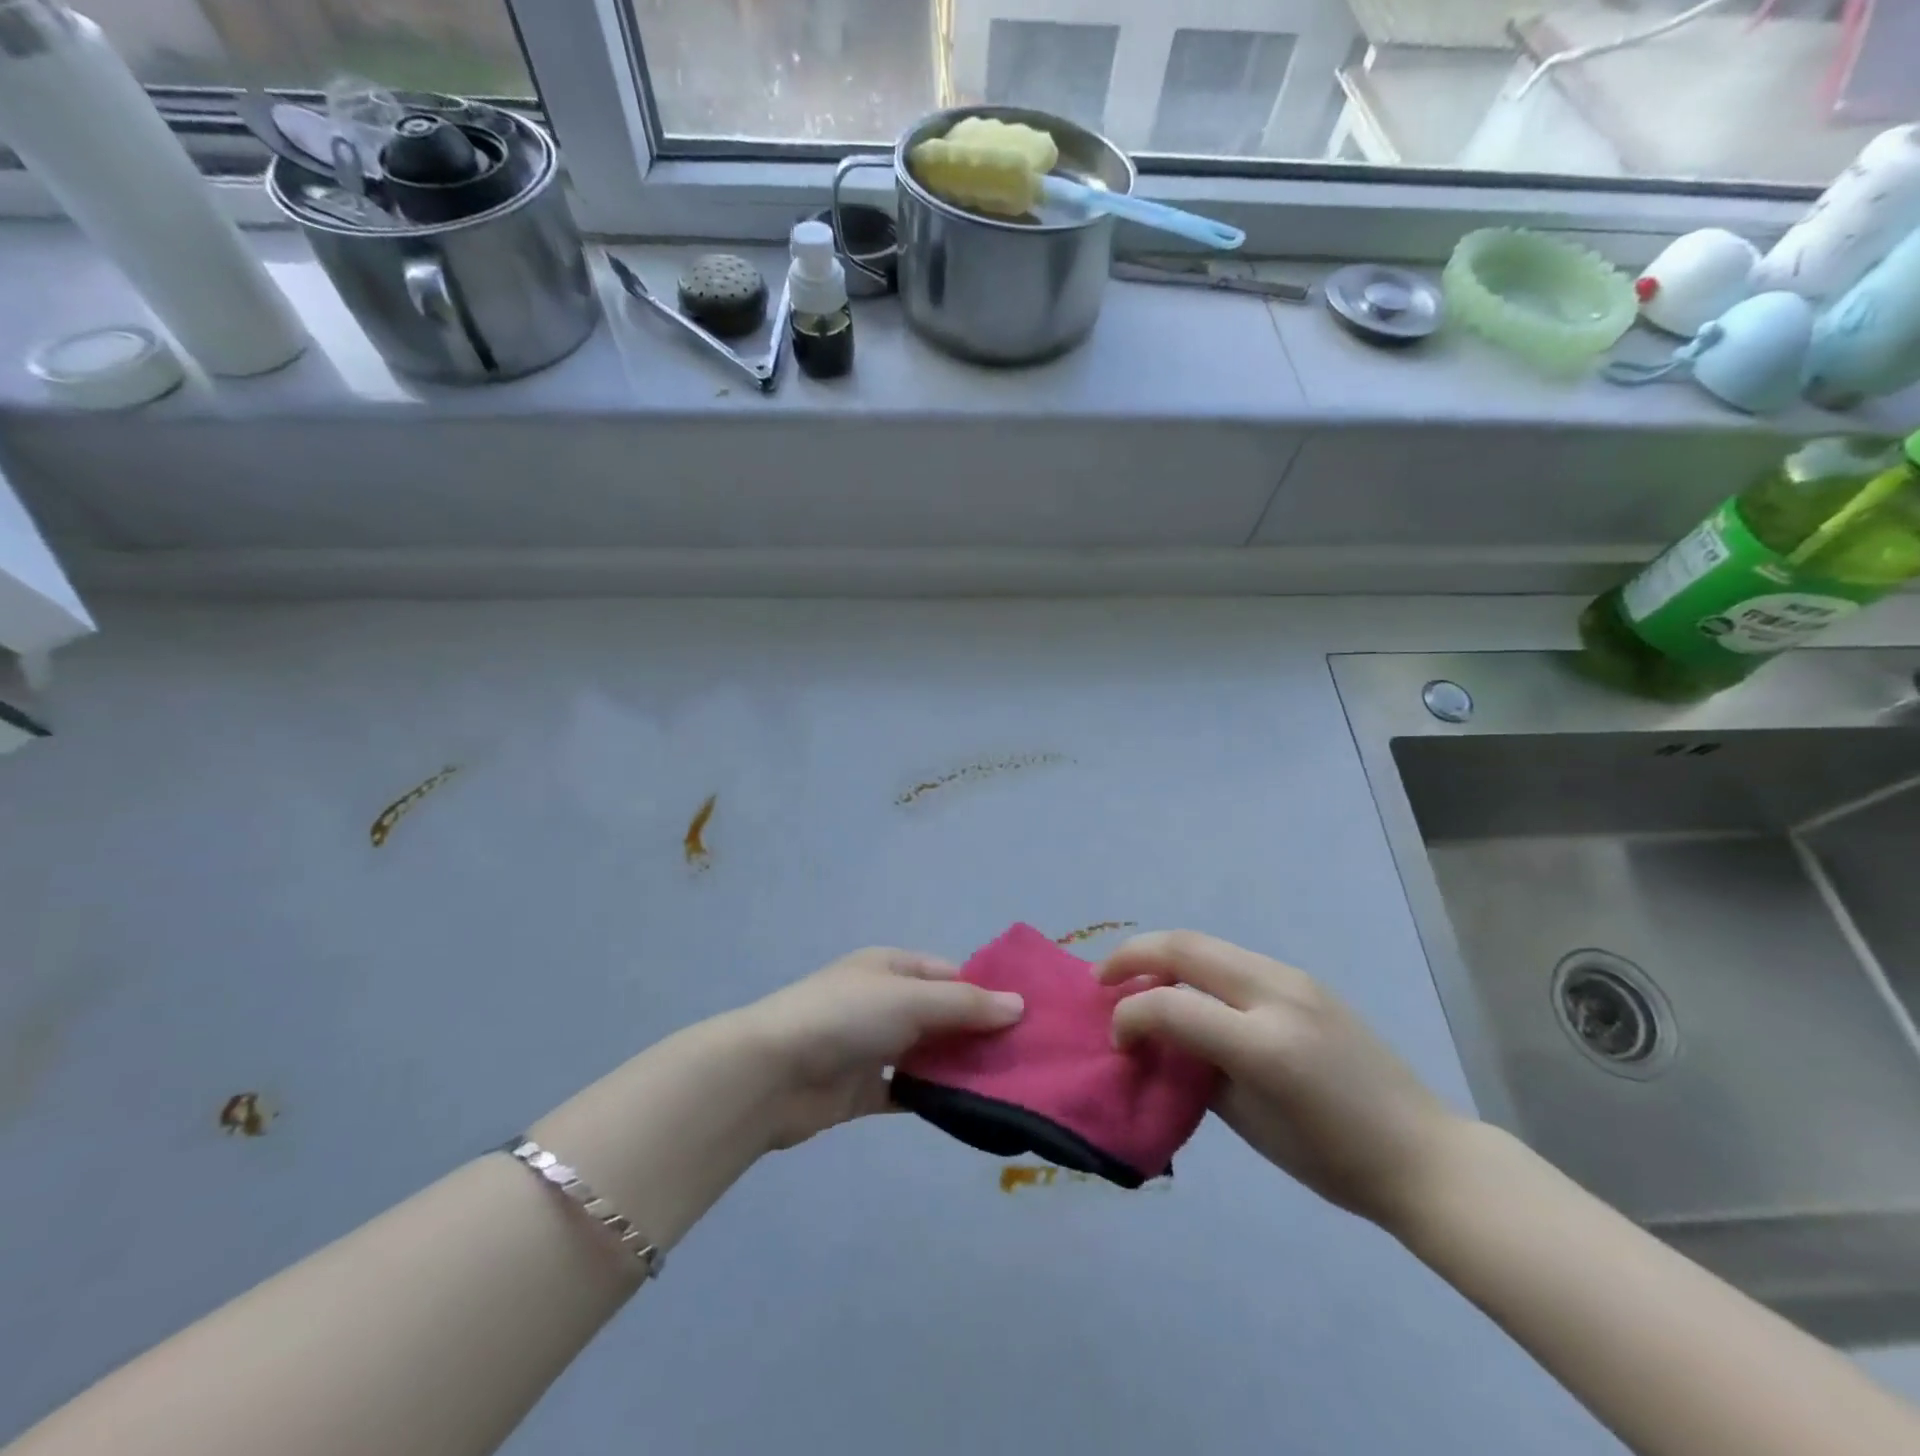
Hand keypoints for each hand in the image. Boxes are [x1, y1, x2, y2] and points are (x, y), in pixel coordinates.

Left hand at [734, 947, 1024, 1149]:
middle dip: (978, 1034)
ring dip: (959, 1068)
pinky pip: (908, 1090)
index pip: (949, 974)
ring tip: (1010, 1086)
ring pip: (927, 1055)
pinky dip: (933, 1098)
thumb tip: (1019, 1005)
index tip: (1028, 1018)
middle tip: (1029, 1058)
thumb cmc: (846, 1017)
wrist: (772, 1073)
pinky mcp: (862, 1091)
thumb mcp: (911, 999)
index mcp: (891, 968)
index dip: (986, 992)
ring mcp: (872, 1047)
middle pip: (941, 1016)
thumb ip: (965, 1005)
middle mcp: (883, 1002)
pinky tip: (969, 1112)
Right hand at [1097, 931, 1466, 1228]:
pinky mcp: (1306, 979)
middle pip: (1185, 946)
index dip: (1129, 1016)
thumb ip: (1195, 1070)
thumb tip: (1158, 1039)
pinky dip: (1198, 965)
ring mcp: (1295, 979)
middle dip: (1133, 955)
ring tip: (1138, 980)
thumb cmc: (1332, 1160)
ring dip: (1164, 955)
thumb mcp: (1249, 1123)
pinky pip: (1235, 957)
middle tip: (1103, 980)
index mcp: (1265, 1045)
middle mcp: (1278, 995)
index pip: (1171, 1005)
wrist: (1422, 1155)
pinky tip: (1191, 991)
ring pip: (1209, 943)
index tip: (1118, 1040)